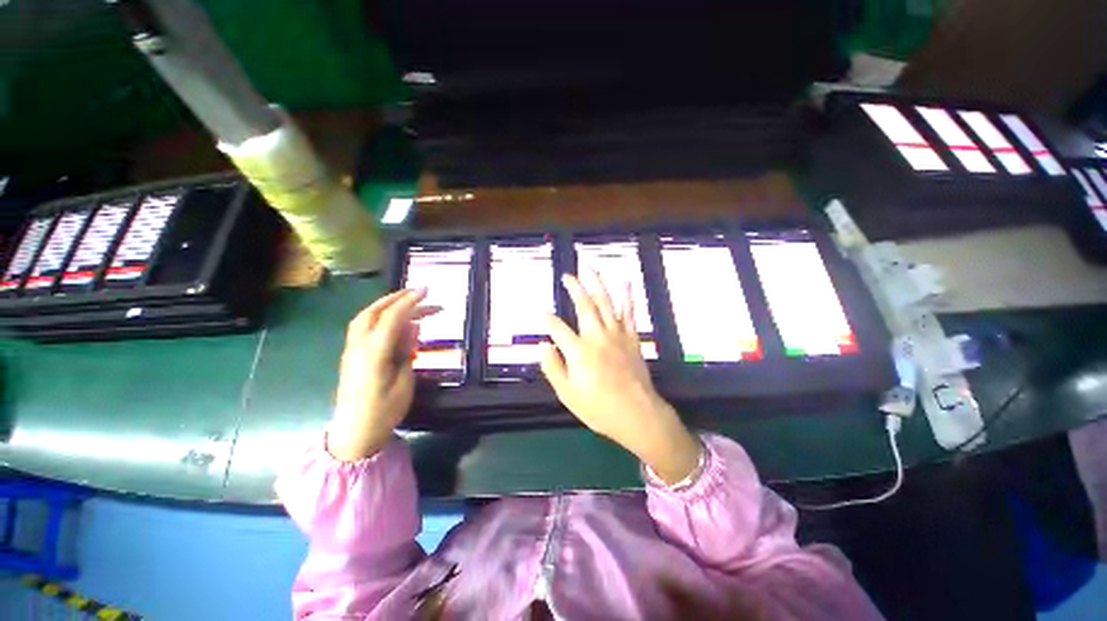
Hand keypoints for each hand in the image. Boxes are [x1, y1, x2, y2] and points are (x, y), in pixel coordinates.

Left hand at [327, 288, 439, 461]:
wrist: (353, 433)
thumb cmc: (383, 412)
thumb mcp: (404, 383)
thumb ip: (406, 352)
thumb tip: (412, 327)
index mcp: (374, 354)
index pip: (392, 318)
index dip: (410, 302)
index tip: (427, 291)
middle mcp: (358, 346)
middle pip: (374, 311)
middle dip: (398, 297)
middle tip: (420, 292)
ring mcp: (351, 349)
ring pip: (365, 316)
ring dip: (387, 304)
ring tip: (409, 300)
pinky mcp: (351, 354)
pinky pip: (363, 326)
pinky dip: (380, 315)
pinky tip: (394, 319)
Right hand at [541, 270, 700, 484]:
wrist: (638, 416)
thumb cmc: (600, 409)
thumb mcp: (568, 395)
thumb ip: (553, 368)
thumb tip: (543, 344)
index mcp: (580, 352)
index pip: (557, 328)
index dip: (546, 318)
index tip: (538, 310)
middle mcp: (598, 337)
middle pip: (584, 305)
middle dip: (575, 287)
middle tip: (567, 275)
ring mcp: (618, 335)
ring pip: (606, 302)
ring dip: (597, 283)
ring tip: (590, 268)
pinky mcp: (632, 338)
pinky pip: (629, 312)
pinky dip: (627, 295)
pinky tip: (624, 281)